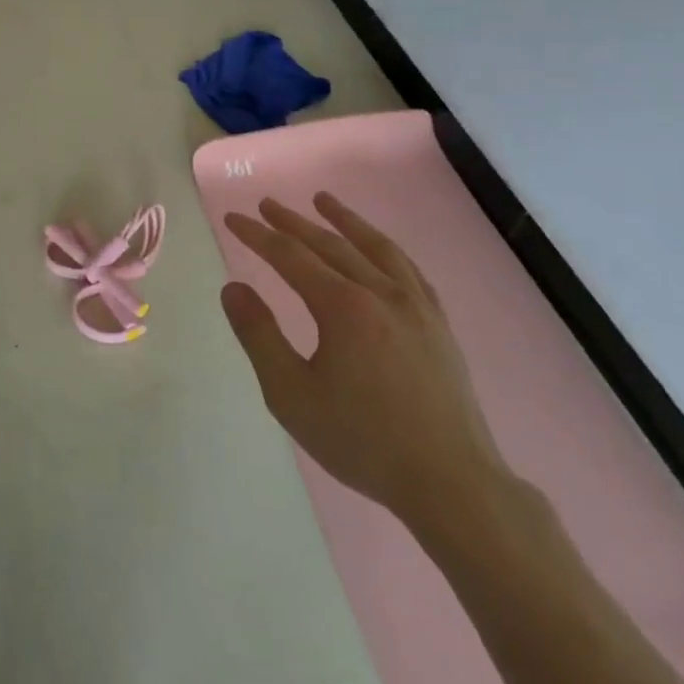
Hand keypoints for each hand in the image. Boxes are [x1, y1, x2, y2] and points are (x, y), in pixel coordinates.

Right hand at [220, 194, 509, 536]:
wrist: (450, 482)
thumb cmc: (361, 440)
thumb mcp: (291, 394)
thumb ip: (259, 335)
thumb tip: (233, 288)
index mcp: (342, 307)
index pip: (290, 256)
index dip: (257, 235)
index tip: (233, 218)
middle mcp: (381, 293)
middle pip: (329, 244)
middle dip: (293, 222)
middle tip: (266, 204)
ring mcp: (416, 306)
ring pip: (375, 247)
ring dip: (344, 220)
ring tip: (323, 201)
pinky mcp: (438, 324)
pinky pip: (408, 269)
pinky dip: (385, 248)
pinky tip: (378, 248)